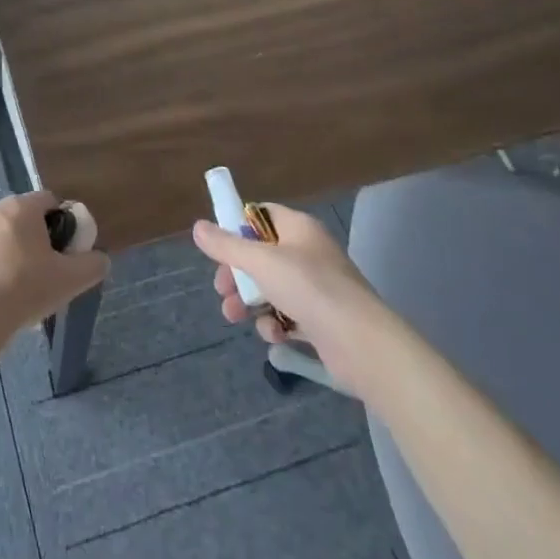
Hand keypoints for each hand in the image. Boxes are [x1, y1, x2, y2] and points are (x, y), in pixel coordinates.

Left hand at [0, 192, 108, 360]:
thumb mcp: (70, 280)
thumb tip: (101, 259)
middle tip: (48, 271)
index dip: (63, 223)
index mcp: (21, 207)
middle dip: (38, 239)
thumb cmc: (24, 289)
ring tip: (22, 288)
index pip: (49, 200)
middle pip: (24, 218)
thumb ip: (92, 265)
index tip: (67, 251)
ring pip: (2, 236)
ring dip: (14, 253)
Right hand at [192, 205, 382, 384]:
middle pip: (261, 255)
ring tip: (234, 317)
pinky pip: (288, 315)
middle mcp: (308, 253)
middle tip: (222, 289)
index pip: (261, 215)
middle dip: (237, 273)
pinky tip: (273, 335)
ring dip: (250, 301)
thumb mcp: (260, 262)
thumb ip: (227, 245)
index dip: (237, 227)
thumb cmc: (310, 288)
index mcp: (299, 228)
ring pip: (271, 287)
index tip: (218, 247)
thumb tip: (198, 227)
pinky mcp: (321, 320)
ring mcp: (316, 288)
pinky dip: (275, 324)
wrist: (361, 344)